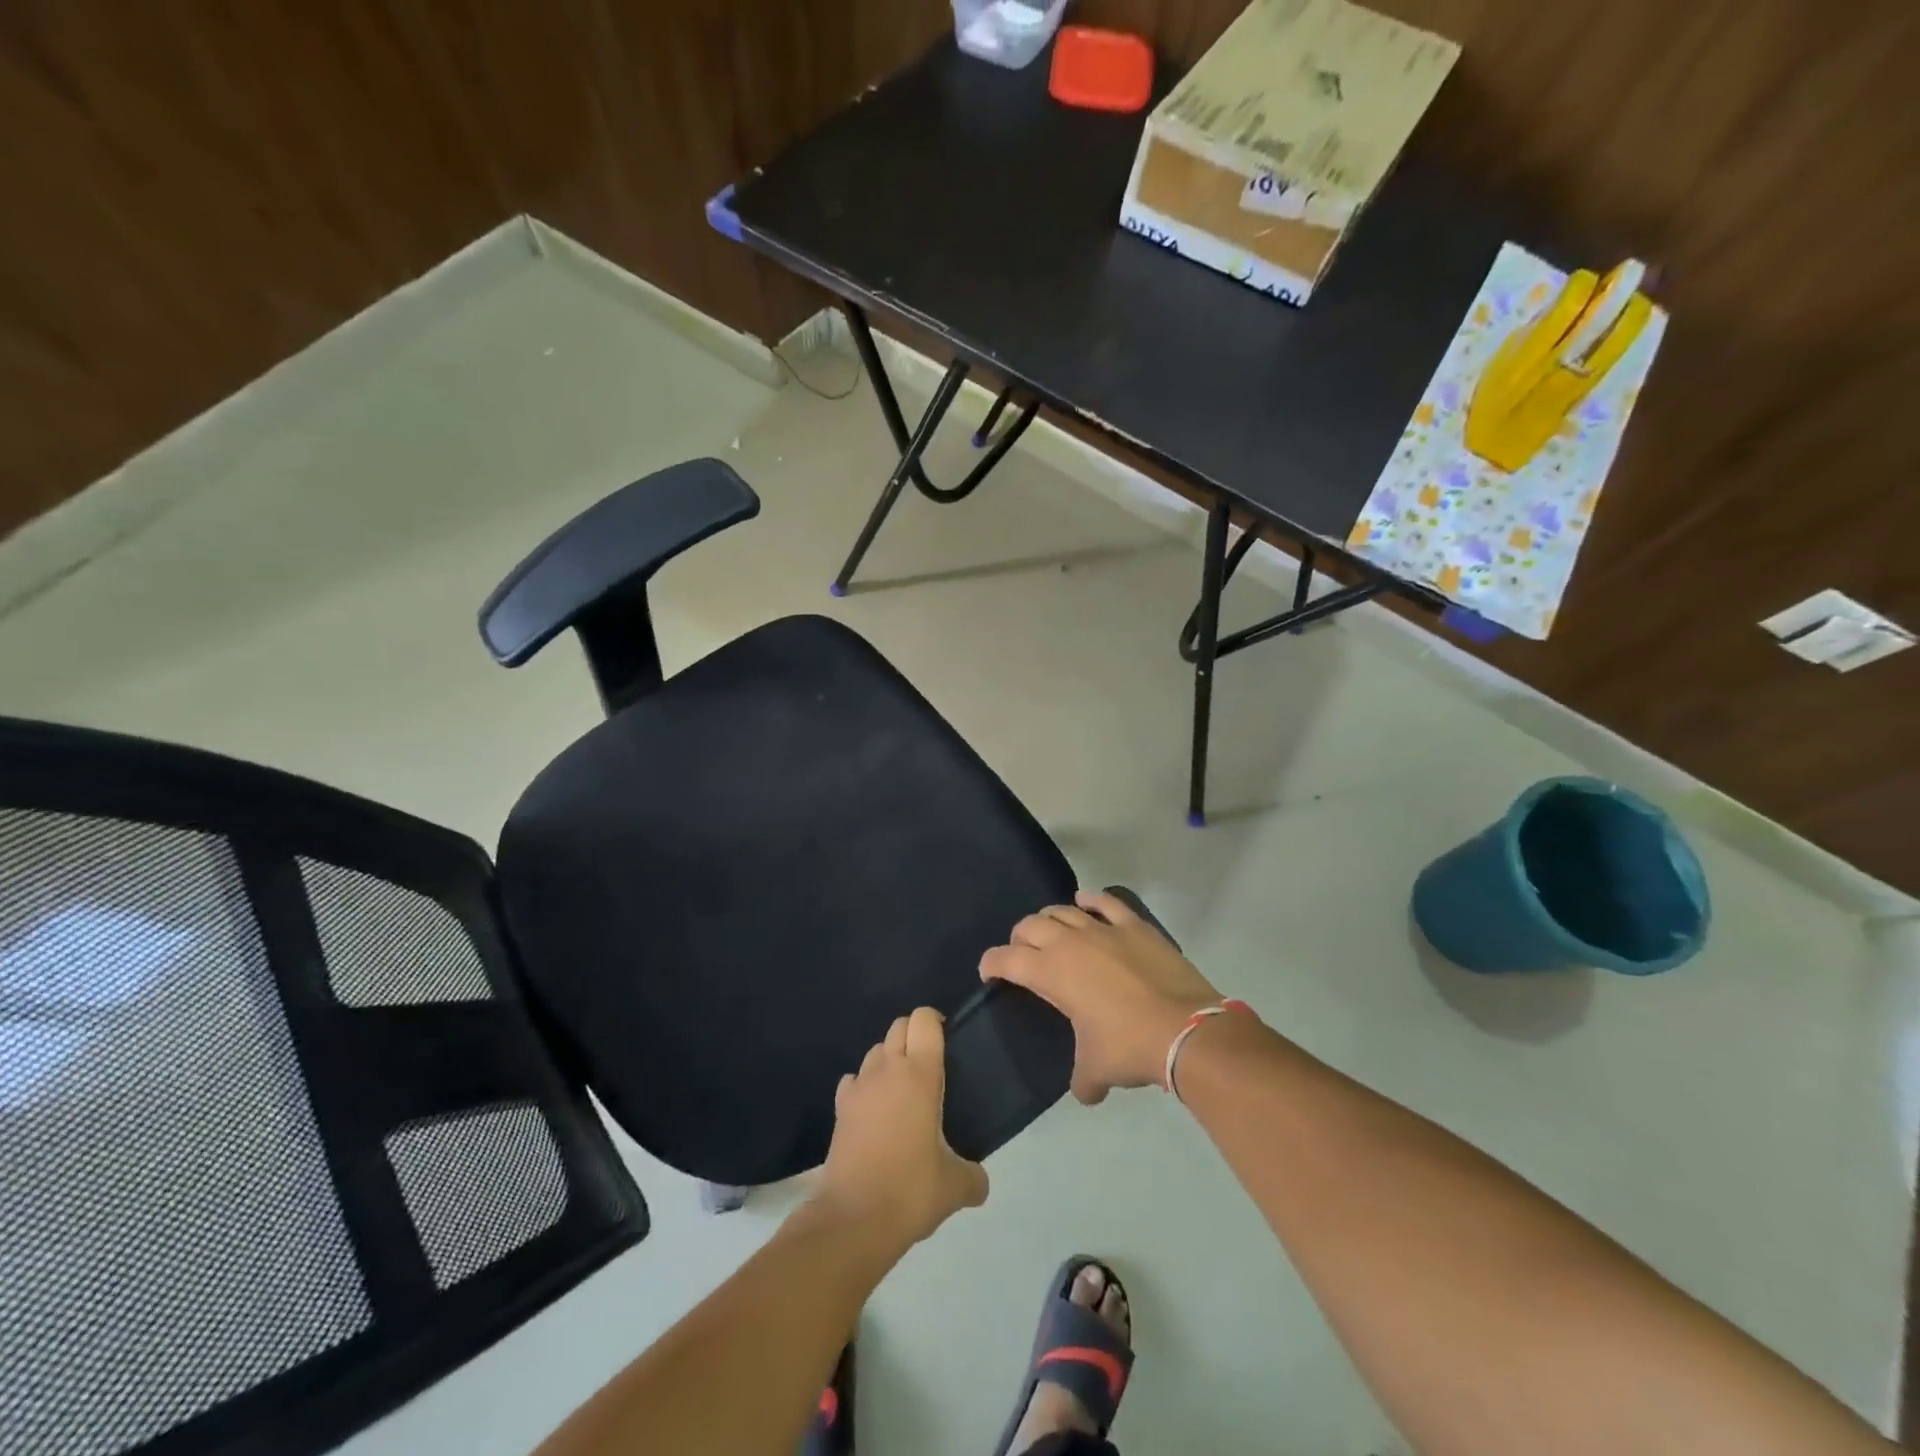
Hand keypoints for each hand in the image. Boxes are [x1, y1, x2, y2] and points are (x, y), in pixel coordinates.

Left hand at [816, 1007, 988, 1249]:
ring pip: (875, 1051)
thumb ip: (974, 1177)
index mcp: (920, 1074)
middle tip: (930, 1064)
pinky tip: (874, 1111)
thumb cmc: (911, 1190)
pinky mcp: (840, 1108)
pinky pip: (854, 1080)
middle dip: (913, 1034)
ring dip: (889, 1058)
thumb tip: (980, 1182)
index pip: (924, 1020)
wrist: (853, 1219)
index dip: (935, 1020)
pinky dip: (865, 1085)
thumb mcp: (955, 1187)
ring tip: (903, 1089)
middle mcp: (888, 1069)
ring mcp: (860, 1086)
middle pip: (898, 1026)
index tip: (947, 1039)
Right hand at [980, 890, 1221, 1103]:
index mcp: (1050, 972)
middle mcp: (1069, 942)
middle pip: (1030, 926)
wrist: (1185, 1029)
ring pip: (1063, 910)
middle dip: (1019, 938)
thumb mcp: (1096, 1069)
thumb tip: (1085, 1092)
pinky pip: (1105, 902)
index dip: (991, 964)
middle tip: (1023, 954)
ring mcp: (1103, 929)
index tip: (989, 973)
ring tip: (1051, 931)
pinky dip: (1091, 900)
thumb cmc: (1129, 1046)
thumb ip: (1082, 1078)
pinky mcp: (1134, 925)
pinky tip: (1086, 902)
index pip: (1006, 959)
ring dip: (1050, 919)